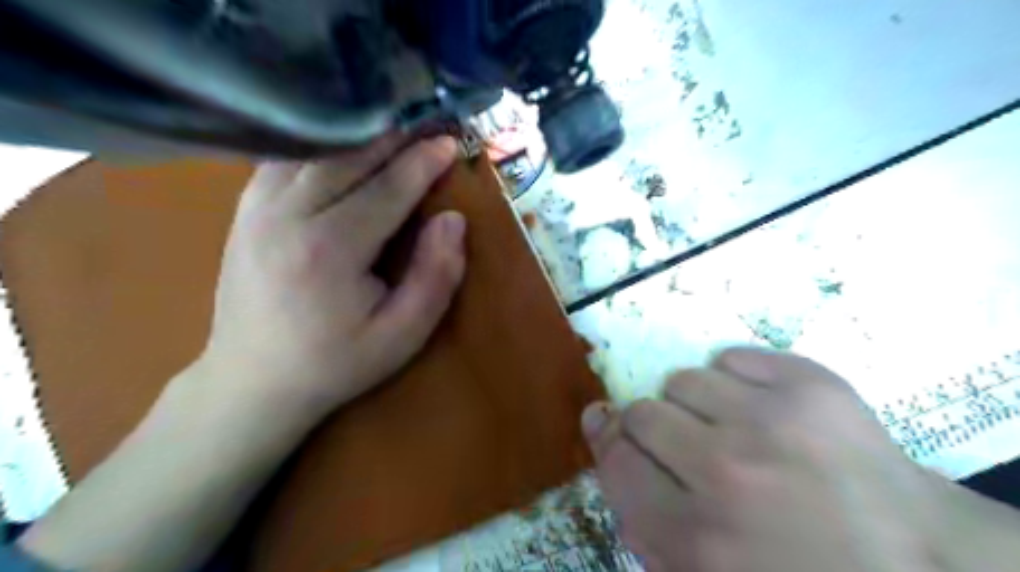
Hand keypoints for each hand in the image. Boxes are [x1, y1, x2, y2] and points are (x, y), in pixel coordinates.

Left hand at [195, 135, 465, 427]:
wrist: (253, 381)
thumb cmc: (336, 362)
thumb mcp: (402, 335)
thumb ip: (435, 276)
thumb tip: (453, 221)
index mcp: (330, 250)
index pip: (386, 189)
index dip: (422, 163)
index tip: (449, 143)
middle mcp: (287, 216)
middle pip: (348, 159)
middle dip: (392, 139)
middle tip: (425, 125)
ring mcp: (256, 209)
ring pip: (313, 152)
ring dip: (357, 137)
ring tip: (391, 131)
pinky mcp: (243, 211)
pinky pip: (284, 160)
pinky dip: (318, 147)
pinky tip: (341, 149)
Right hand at [587, 349, 952, 571]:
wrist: (923, 562)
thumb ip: (643, 524)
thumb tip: (604, 437)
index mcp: (697, 538)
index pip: (616, 459)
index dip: (609, 440)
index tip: (611, 426)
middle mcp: (726, 473)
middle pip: (642, 413)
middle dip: (654, 427)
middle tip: (685, 443)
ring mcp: (772, 421)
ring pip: (682, 379)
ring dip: (693, 402)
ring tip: (729, 425)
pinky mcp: (811, 384)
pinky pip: (729, 356)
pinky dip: (734, 379)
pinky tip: (761, 407)